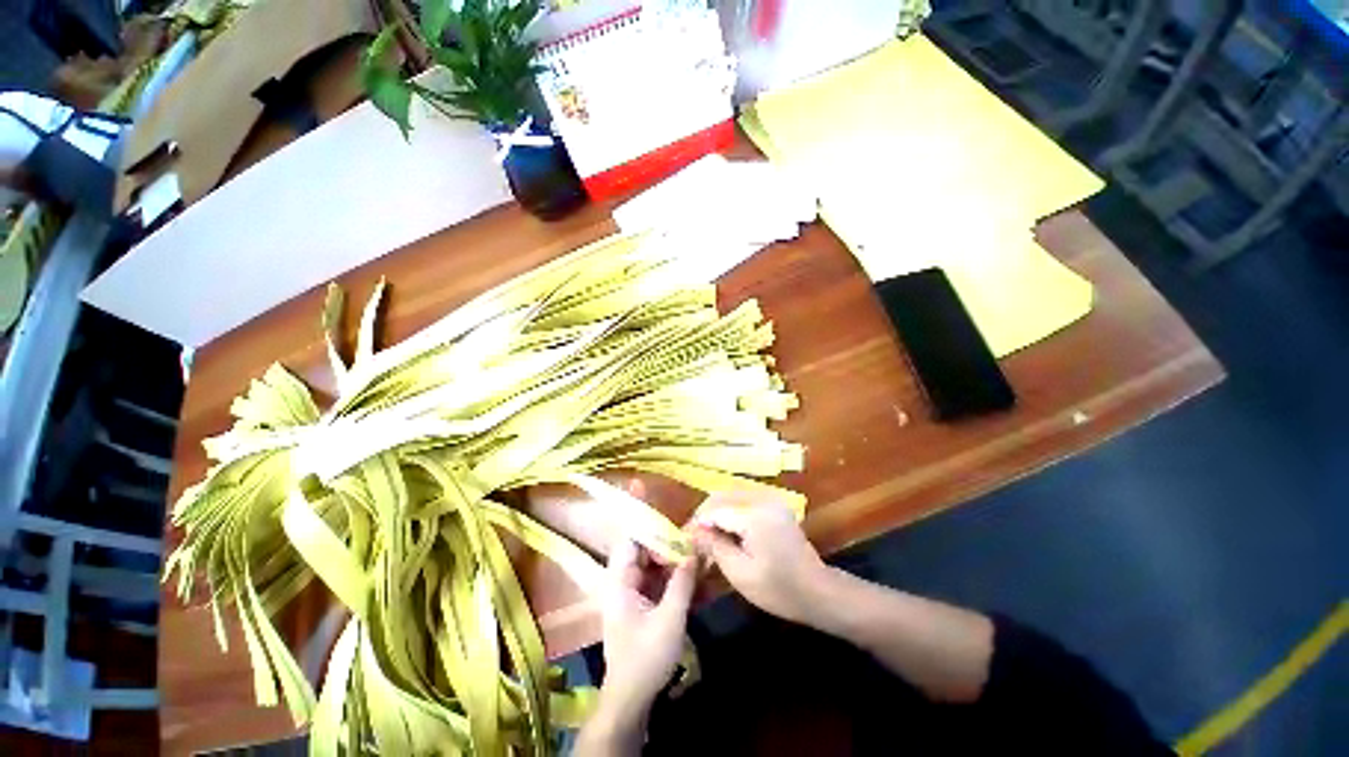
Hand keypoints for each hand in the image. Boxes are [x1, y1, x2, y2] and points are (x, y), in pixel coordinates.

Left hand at [595, 539, 696, 728]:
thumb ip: (682, 582)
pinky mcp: (641, 609)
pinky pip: (657, 586)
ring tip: (699, 562)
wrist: (630, 701)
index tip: (679, 534)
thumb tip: (694, 551)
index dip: (654, 534)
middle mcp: (623, 584)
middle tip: (695, 548)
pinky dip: (673, 582)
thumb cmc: (646, 657)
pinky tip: (694, 583)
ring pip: (653, 569)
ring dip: (674, 566)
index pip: (632, 542)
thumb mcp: (670, 618)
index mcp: (620, 581)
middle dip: (670, 549)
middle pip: (644, 554)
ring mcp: (631, 596)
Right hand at [690, 495, 829, 624]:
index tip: (684, 538)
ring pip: (732, 496)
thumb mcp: (740, 573)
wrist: (818, 591)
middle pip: (723, 497)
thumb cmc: (778, 589)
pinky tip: (725, 530)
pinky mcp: (775, 505)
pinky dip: (730, 512)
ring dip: (717, 512)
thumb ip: (715, 546)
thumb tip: (693, 531)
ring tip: (707, 534)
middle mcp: (763, 500)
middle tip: (694, 536)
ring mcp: (771, 500)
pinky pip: (744, 500)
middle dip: (705, 514)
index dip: (698, 523)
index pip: (716, 510)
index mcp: (754, 516)